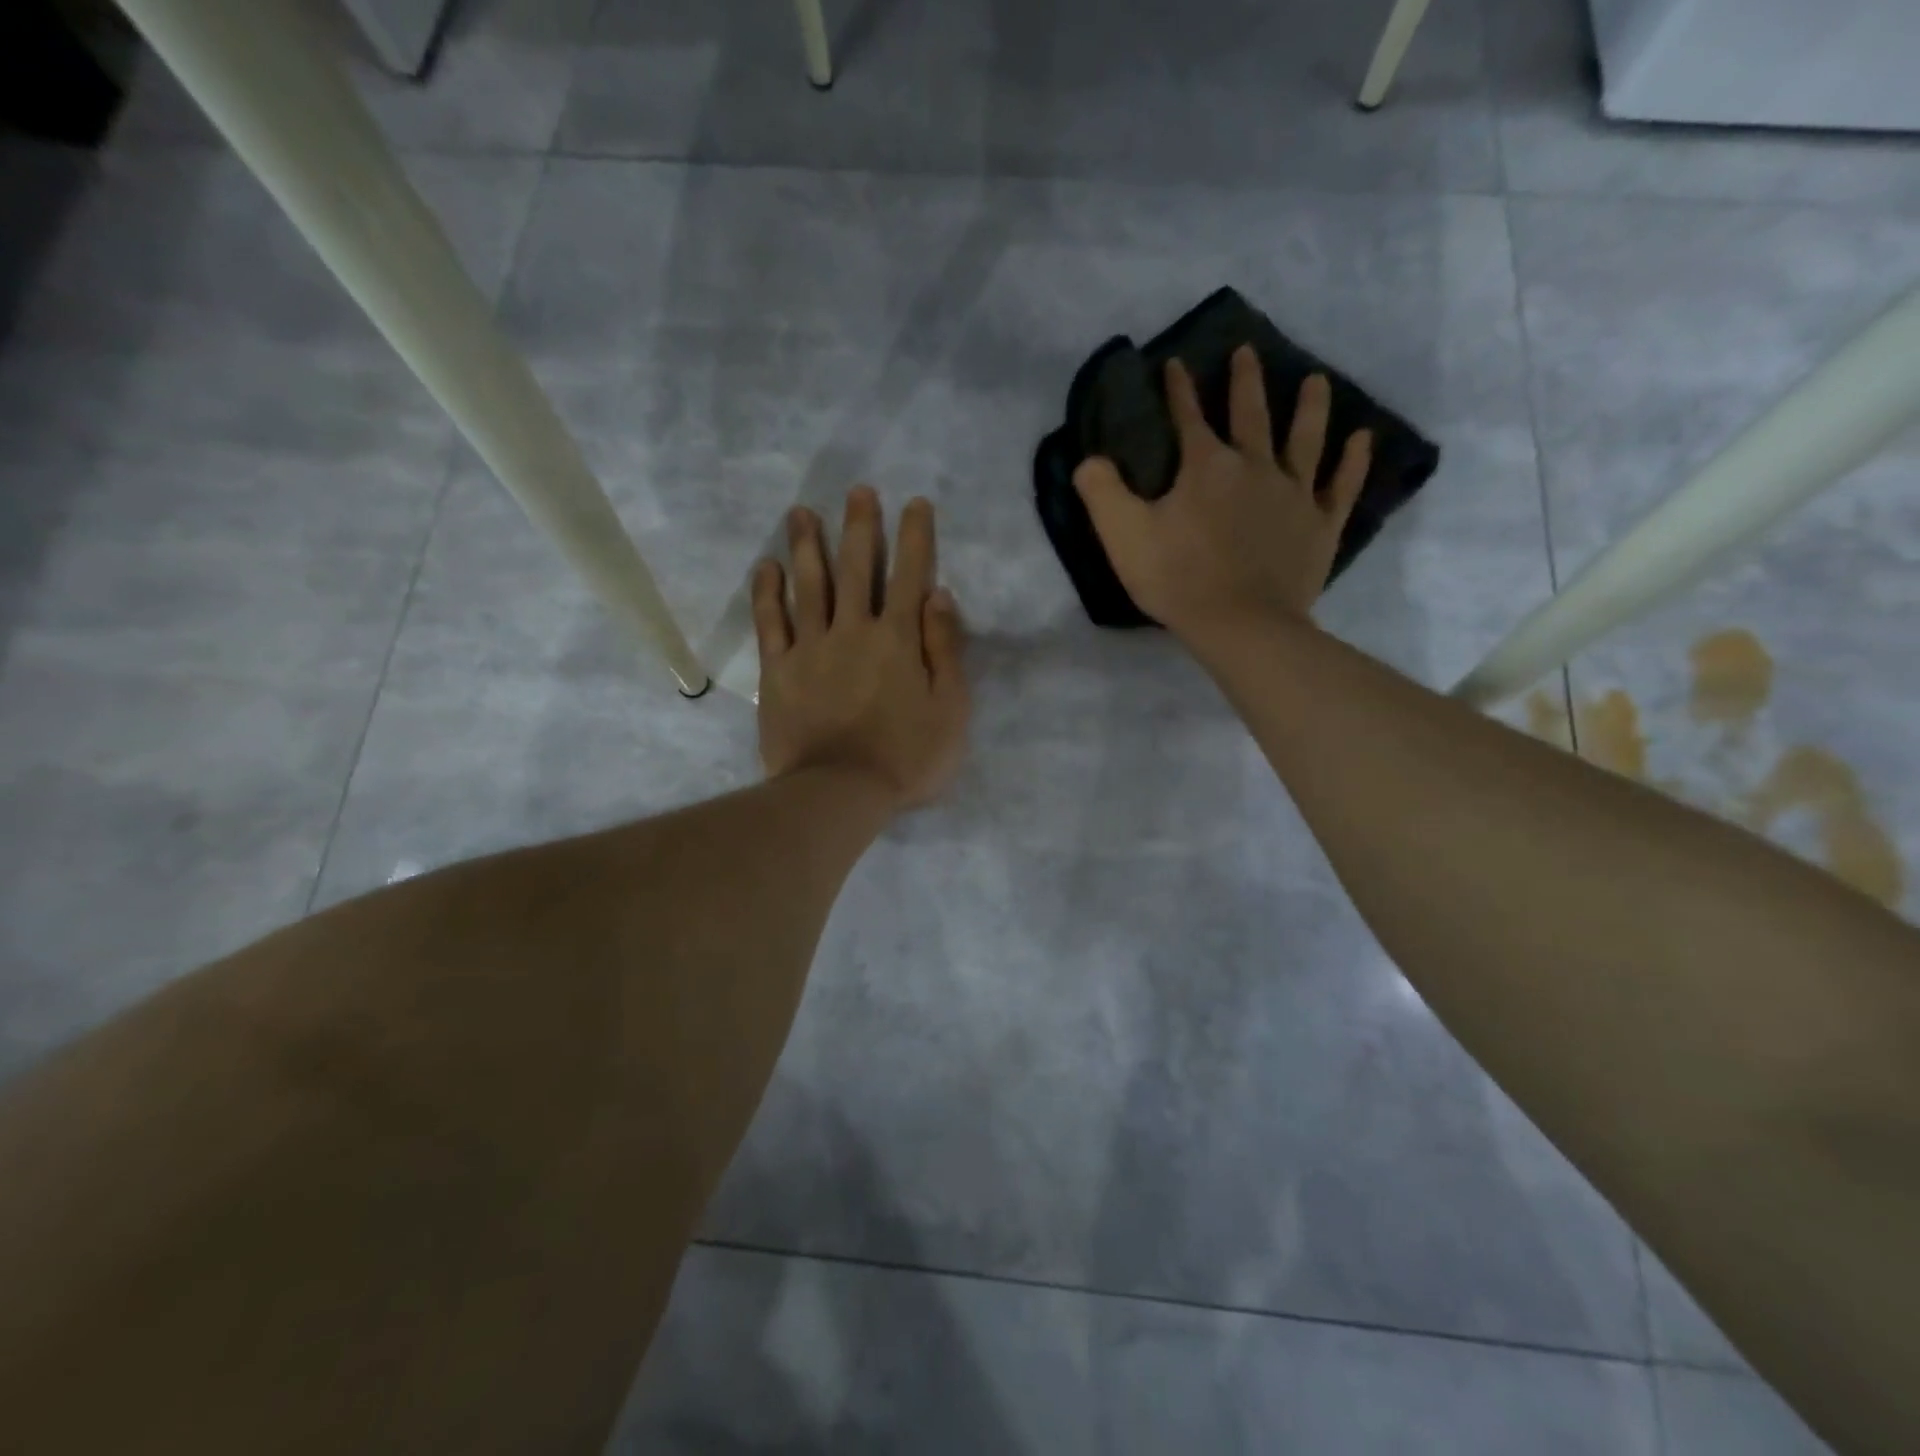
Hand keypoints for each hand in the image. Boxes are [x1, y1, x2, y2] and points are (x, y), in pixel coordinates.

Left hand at [754, 486, 969, 810]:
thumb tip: (938, 595)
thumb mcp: (950, 709)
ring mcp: (810, 648)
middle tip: (857, 491)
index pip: (909, 575)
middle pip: (855, 568)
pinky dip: (767, 592)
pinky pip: (770, 623)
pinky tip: (766, 566)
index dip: (915, 537)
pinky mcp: (778, 671)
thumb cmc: (906, 757)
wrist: (840, 793)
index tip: (915, 503)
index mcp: (897, 638)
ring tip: (801, 512)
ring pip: (808, 585)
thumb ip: (945, 649)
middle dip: (859, 526)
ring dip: (807, 545)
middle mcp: (852, 630)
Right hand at [1073, 347, 1372, 642]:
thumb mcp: (1123, 536)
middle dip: (1245, 381)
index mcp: (1206, 467)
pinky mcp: (1320, 525)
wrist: (1240, 624)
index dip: (1179, 389)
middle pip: (1251, 415)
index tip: (1176, 363)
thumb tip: (1089, 460)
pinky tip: (1363, 439)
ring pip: (1305, 439)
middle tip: (1247, 352)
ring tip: (1316, 380)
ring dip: (1310, 407)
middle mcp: (1255, 467)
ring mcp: (1294, 494)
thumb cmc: (1178, 579)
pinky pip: (1341, 485)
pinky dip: (1353, 460)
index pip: (1188, 417)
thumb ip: (1101, 492)